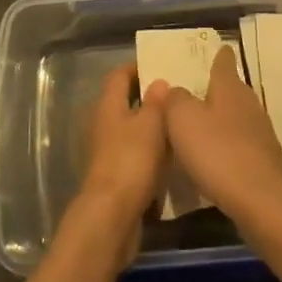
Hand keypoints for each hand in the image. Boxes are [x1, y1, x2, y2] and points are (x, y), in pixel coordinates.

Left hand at [72, 64, 168, 252]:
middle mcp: (103, 124)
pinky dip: (149, 150)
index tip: (160, 65)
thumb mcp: (151, 124)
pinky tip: (170, 155)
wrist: (112, 216)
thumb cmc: (131, 160)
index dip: (136, 67)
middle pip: (123, 101)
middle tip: (176, 94)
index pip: (118, 75)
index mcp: (108, 105)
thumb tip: (159, 82)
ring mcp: (107, 151)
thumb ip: (156, 101)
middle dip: (147, 97)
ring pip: (130, 128)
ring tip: (178, 123)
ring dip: (150, 125)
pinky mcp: (114, 175)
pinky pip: (134, 153)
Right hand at [159, 46, 281, 232]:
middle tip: (193, 92)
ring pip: (236, 117)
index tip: (217, 47)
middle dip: (215, 89)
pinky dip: (227, 146)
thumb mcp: (183, 120)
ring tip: (199, 127)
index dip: (219, 54)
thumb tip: (173, 88)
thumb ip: (174, 99)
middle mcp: (248, 103)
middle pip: (231, 89)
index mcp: (229, 87)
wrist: (262, 202)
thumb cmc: (218, 152)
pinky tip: (214, 159)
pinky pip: (240, 144)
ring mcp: (260, 133)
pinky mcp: (264, 161)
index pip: (224, 61)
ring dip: (220, 120)